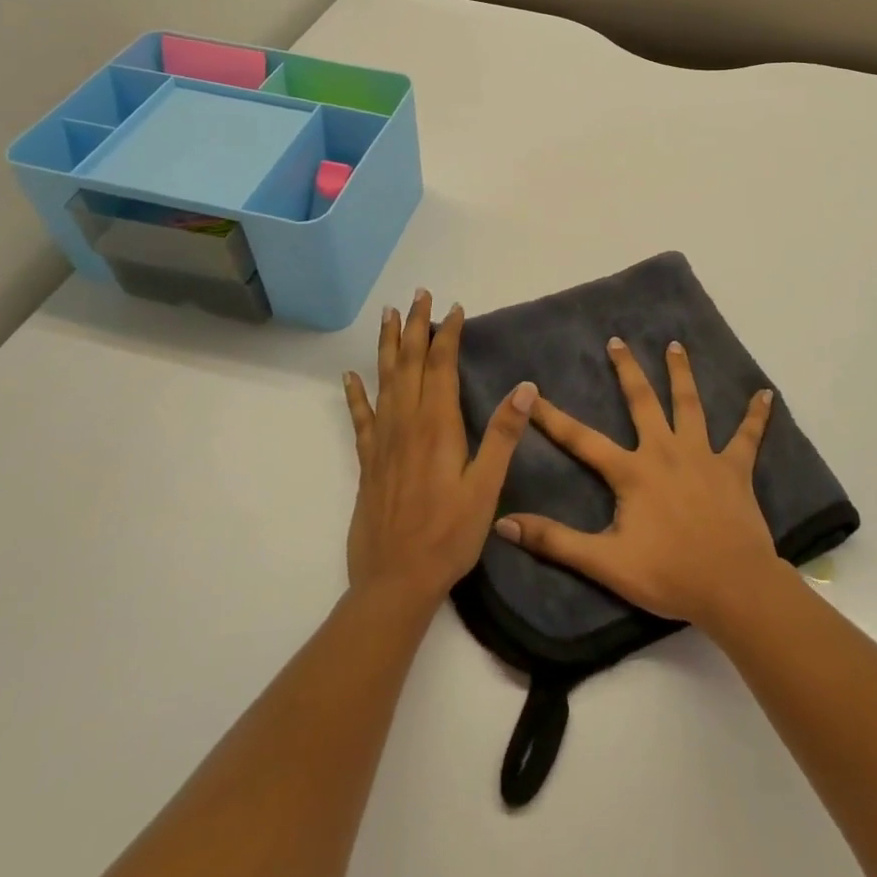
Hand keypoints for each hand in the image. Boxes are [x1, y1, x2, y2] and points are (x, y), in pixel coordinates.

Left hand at [342, 289, 535, 610]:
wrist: (395, 582)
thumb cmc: (449, 535)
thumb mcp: (486, 487)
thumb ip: (503, 435)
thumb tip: (526, 387)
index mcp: (437, 426)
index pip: (441, 366)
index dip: (447, 334)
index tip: (454, 308)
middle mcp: (407, 424)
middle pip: (410, 364)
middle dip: (415, 326)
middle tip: (417, 294)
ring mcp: (383, 442)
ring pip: (385, 381)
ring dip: (387, 346)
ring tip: (388, 316)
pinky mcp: (369, 462)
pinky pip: (361, 418)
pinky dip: (356, 394)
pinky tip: (350, 376)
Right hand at [493, 337, 778, 631]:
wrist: (732, 586)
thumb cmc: (668, 574)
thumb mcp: (605, 562)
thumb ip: (556, 542)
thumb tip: (505, 524)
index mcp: (633, 471)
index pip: (582, 439)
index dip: (553, 417)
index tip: (531, 392)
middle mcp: (666, 451)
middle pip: (643, 401)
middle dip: (627, 370)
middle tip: (617, 341)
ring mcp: (703, 455)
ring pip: (690, 404)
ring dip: (681, 373)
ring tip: (675, 345)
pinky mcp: (735, 468)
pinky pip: (748, 437)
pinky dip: (756, 416)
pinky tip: (766, 394)